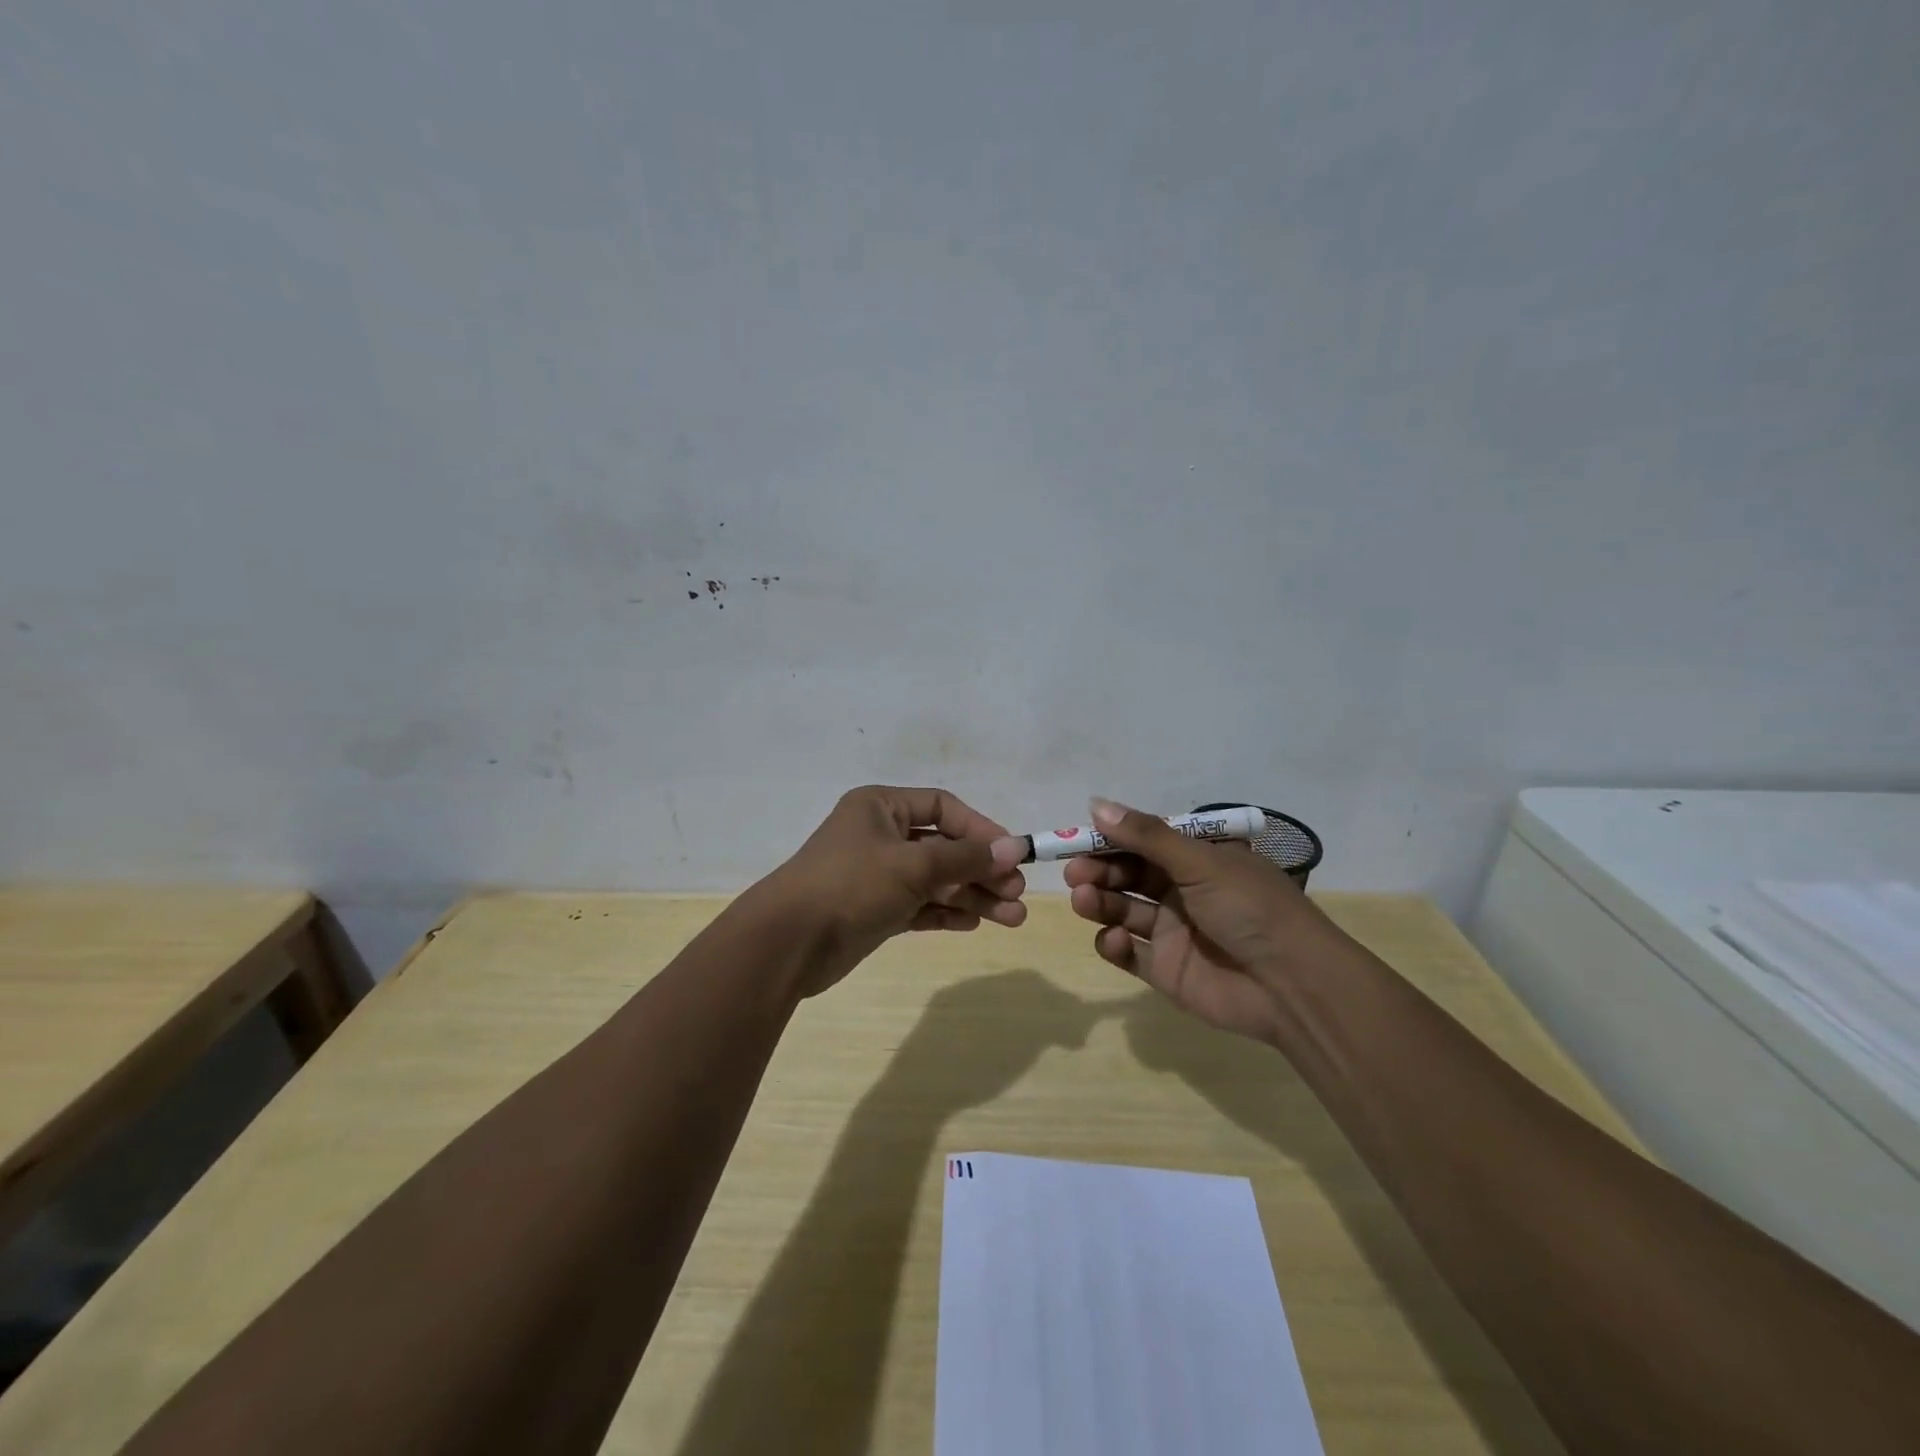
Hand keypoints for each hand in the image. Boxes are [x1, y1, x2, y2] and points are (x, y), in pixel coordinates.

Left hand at [757, 786, 1028, 994]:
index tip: (1011, 853)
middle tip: (1017, 892)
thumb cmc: (851, 884)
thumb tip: (1014, 848)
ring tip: (1012, 918)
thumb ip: (965, 858)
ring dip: (972, 896)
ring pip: (936, 880)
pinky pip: (920, 906)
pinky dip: (946, 912)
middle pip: (944, 847)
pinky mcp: (875, 910)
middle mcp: (880, 835)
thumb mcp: (913, 865)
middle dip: (982, 869)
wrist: (788, 942)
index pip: (942, 807)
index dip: (980, 828)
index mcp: (881, 807)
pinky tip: (975, 922)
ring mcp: (877, 875)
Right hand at [1062, 797, 1348, 1040]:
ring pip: (1123, 911)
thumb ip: (1145, 836)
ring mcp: (1174, 932)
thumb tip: (1095, 804)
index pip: (1144, 842)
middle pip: (1128, 875)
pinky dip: (1114, 945)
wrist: (1292, 985)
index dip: (1110, 839)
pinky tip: (1114, 940)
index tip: (1075, 839)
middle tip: (1075, 873)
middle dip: (1099, 871)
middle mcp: (1183, 891)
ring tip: (1085, 900)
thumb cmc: (1250, 908)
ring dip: (1101, 902)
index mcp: (1198, 859)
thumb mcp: (1200, 861)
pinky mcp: (1166, 970)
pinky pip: (1129, 953)